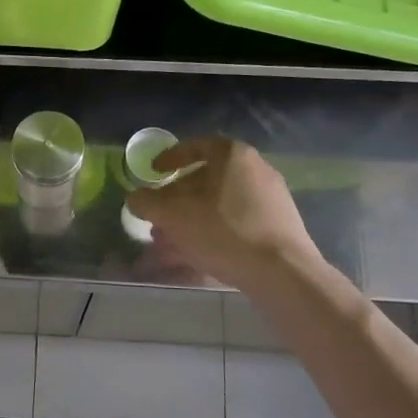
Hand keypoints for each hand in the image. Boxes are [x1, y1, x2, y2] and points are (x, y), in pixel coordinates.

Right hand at [124, 137, 318, 289]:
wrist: (282, 272)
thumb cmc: (224, 231)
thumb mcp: (174, 215)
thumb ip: (148, 202)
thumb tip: (135, 198)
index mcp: (233, 156)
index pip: (197, 146)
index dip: (170, 158)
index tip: (154, 172)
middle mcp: (256, 170)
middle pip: (206, 180)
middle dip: (176, 200)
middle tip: (157, 217)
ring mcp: (270, 200)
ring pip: (218, 206)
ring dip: (190, 221)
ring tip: (168, 245)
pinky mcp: (278, 228)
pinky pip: (236, 224)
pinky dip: (212, 234)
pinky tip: (195, 256)